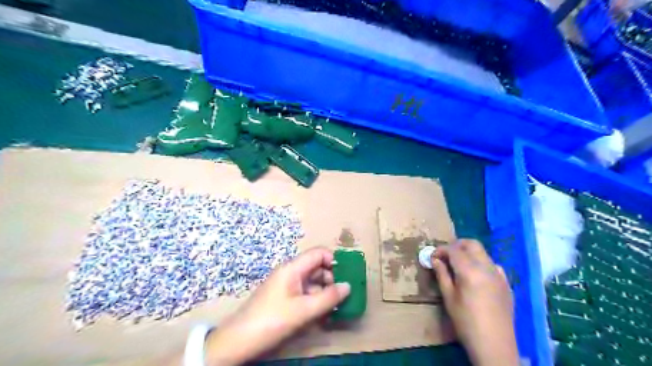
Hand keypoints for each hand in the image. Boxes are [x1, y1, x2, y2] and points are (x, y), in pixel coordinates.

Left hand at [208, 247, 351, 363]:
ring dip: (324, 292)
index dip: (333, 260)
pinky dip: (314, 300)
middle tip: (341, 297)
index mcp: (293, 268)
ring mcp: (286, 285)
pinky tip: (320, 315)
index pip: (318, 253)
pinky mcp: (283, 297)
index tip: (346, 275)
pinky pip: (304, 292)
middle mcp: (290, 272)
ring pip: (311, 282)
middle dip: (331, 279)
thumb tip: (348, 286)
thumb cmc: (272, 320)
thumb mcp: (304, 310)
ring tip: (333, 309)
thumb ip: (328, 298)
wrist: (239, 339)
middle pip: (316, 267)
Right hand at [431, 240, 519, 364]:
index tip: (432, 257)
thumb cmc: (466, 322)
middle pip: (471, 244)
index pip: (453, 250)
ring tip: (457, 265)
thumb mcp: (449, 298)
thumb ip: (442, 275)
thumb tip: (435, 260)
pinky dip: (481, 263)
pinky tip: (475, 276)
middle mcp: (486, 267)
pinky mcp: (506, 283)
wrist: (495, 345)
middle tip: (445, 255)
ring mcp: (499, 275)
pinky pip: (492, 265)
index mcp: (470, 271)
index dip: (441, 250)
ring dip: (469, 253)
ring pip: (483, 253)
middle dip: (456, 245)